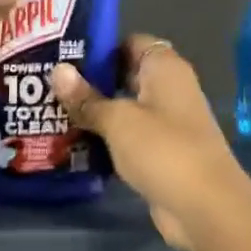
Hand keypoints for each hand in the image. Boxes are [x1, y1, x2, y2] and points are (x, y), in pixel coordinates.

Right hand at [51, 37, 246, 250]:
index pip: (129, 42)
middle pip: (123, 76)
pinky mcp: (159, 155)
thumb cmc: (163, 150)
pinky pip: (125, 139)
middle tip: (46, 85)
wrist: (204, 207)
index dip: (98, 46)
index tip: (61, 53)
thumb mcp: (118, 120)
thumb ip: (87, 98)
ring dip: (93, 114)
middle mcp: (168, 91)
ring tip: (49, 112)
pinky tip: (70, 145)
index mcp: (165, 69)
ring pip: (122, 110)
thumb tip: (57, 71)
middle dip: (88, 82)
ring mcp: (165, 125)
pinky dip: (103, 141)